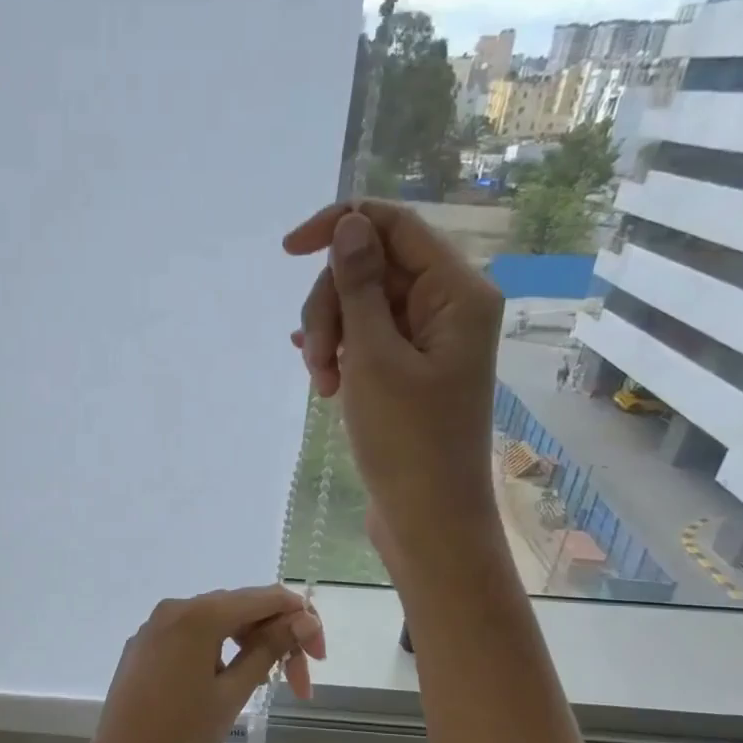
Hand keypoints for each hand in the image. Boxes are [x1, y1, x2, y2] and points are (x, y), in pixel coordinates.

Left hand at [49, 586, 323, 742]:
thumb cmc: (183, 732)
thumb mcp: (234, 691)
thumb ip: (270, 648)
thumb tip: (304, 620)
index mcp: (199, 614)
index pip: (265, 598)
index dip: (300, 620)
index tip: (318, 658)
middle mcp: (175, 608)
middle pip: (240, 607)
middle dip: (275, 637)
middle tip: (300, 683)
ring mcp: (155, 625)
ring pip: (215, 620)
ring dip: (247, 643)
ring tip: (265, 683)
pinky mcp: (143, 644)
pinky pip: (190, 634)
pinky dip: (217, 648)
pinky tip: (227, 679)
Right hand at [284, 201, 504, 561]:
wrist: (428, 518)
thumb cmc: (408, 442)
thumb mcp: (375, 359)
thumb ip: (359, 287)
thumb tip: (348, 224)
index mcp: (456, 292)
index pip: (394, 226)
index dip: (339, 226)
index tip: (286, 251)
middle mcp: (446, 306)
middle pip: (371, 268)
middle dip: (332, 306)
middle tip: (318, 362)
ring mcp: (426, 341)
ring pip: (362, 306)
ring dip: (331, 337)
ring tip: (323, 386)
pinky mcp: (408, 371)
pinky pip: (366, 339)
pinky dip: (340, 351)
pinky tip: (319, 371)